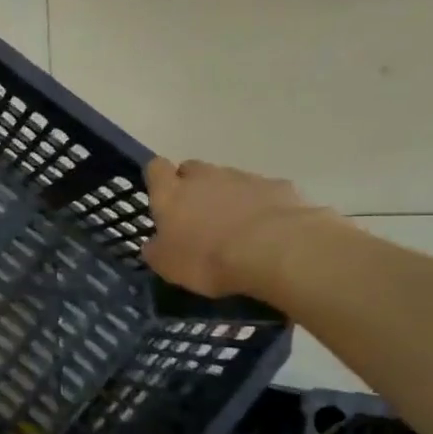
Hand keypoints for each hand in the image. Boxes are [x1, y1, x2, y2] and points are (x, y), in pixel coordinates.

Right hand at [141, 158, 327, 297]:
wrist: (275, 251)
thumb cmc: (208, 258)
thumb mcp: (168, 265)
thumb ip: (156, 249)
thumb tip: (154, 243)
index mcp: (171, 193)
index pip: (156, 168)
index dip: (157, 178)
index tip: (161, 195)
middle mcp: (204, 177)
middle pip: (193, 168)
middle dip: (192, 185)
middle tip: (197, 214)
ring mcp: (244, 178)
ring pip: (228, 179)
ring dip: (227, 196)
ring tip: (235, 226)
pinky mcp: (279, 186)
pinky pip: (262, 191)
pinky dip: (260, 205)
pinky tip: (267, 229)